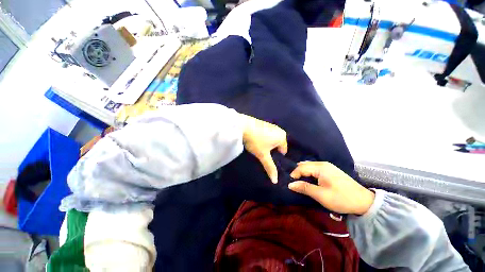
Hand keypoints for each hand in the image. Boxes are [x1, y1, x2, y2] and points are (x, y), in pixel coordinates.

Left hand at [241, 114, 287, 183]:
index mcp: (282, 137)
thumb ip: (270, 167)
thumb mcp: (263, 155)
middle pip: (277, 145)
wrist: (243, 125)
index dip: (275, 157)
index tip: (266, 158)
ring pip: (272, 140)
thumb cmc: (256, 141)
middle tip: (262, 153)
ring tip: (258, 146)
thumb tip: (275, 181)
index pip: (283, 151)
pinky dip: (263, 138)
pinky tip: (256, 140)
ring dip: (266, 145)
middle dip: (271, 150)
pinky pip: (267, 135)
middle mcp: (279, 130)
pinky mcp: (264, 124)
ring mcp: (271, 126)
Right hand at [288, 161, 374, 214]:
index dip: (294, 174)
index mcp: (320, 167)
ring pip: (310, 166)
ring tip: (299, 180)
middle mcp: (323, 164)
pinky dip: (309, 172)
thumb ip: (304, 188)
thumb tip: (290, 184)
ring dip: (303, 172)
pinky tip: (309, 178)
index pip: (301, 168)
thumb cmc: (341, 198)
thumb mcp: (321, 195)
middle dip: (297, 172)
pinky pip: (315, 168)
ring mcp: (328, 166)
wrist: (364, 202)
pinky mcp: (331, 170)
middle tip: (293, 181)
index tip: (290, 183)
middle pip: (305, 165)